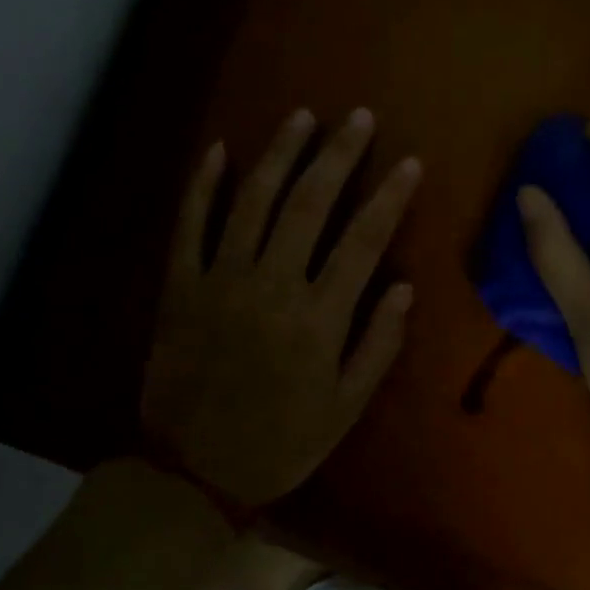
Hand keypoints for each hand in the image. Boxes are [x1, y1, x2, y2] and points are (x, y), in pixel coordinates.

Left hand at [142, 107, 420, 508]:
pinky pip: (189, 226)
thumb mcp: (346, 407)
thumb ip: (378, 344)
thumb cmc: (281, 441)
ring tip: (301, 117)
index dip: (389, 197)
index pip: (362, 241)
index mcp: (318, 318)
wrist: (192, 472)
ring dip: (279, 155)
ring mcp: (220, 281)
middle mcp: (271, 286)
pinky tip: (218, 150)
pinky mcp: (179, 287)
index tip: (409, 161)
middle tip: (358, 117)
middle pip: (309, 205)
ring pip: (252, 202)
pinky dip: (202, 186)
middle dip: (337, 155)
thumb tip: (404, 287)